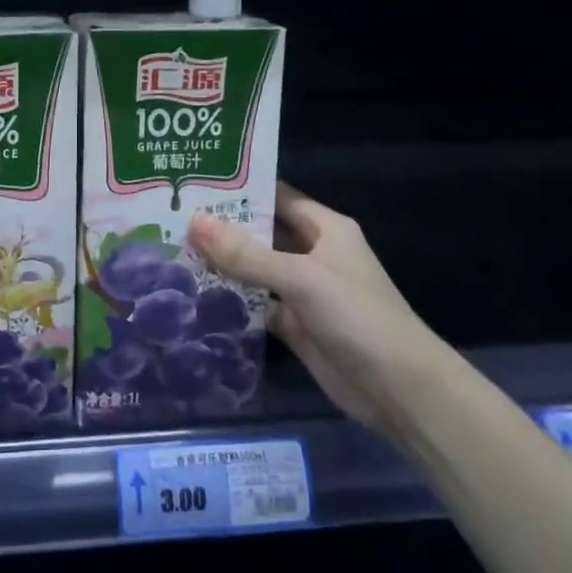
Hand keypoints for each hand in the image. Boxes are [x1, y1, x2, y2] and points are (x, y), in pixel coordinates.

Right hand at [189, 183, 443, 434]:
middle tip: (172, 216)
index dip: (240, 189)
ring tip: (172, 250)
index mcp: (325, 228)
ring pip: (255, 270)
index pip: (277, 196)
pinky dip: (230, 301)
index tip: (196, 182)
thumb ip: (245, 253)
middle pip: (262, 233)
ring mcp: (303, 291)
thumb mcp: (300, 277)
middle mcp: (313, 254)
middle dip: (223, 227)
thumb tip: (193, 222)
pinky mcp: (295, 325)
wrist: (399, 390)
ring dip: (222, 264)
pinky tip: (193, 294)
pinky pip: (256, 305)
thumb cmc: (357, 316)